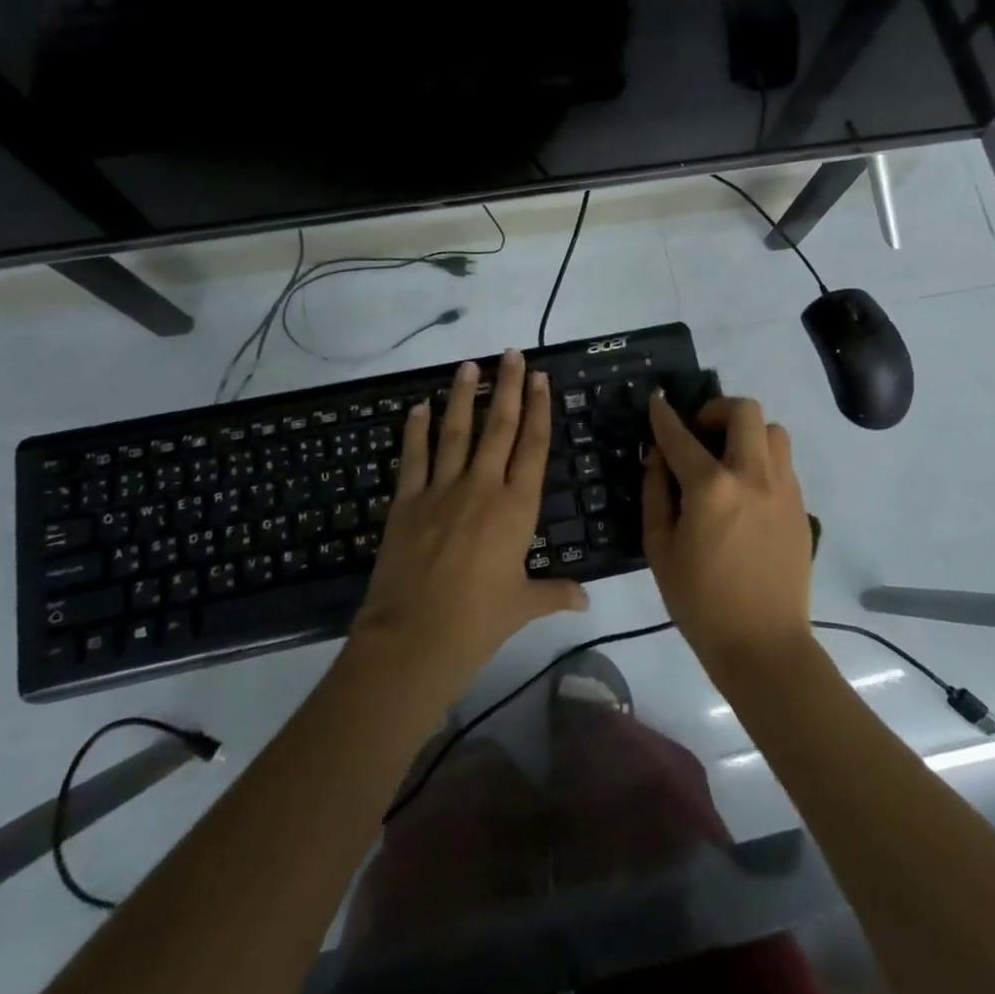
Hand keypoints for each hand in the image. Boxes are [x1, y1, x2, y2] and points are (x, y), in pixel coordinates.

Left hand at [350, 350, 587, 705]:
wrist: (413, 639)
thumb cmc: (478, 624)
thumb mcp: (522, 606)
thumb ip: (555, 594)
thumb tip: (587, 600)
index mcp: (516, 508)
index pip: (532, 447)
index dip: (539, 409)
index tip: (541, 378)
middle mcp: (481, 488)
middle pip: (498, 427)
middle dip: (508, 387)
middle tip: (511, 354)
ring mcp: (441, 491)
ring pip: (456, 432)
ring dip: (463, 396)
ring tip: (469, 366)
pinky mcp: (407, 502)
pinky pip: (413, 458)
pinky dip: (416, 430)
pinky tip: (418, 407)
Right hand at [642, 393, 812, 683]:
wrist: (763, 646)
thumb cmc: (701, 602)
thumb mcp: (660, 549)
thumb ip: (656, 494)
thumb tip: (658, 459)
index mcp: (711, 488)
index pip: (681, 436)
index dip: (664, 415)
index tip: (657, 401)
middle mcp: (752, 476)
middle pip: (744, 411)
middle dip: (716, 410)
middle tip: (701, 433)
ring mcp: (784, 489)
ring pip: (773, 431)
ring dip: (747, 433)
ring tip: (729, 459)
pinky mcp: (801, 507)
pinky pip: (783, 463)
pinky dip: (762, 461)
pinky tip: (746, 491)